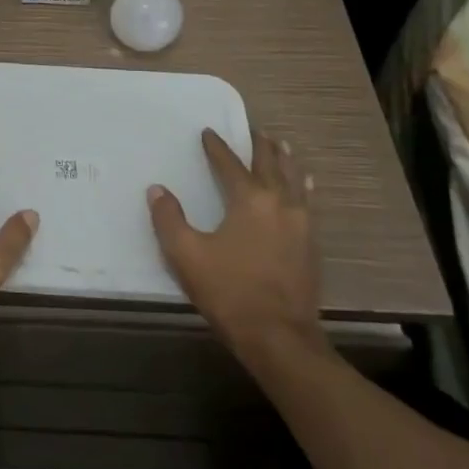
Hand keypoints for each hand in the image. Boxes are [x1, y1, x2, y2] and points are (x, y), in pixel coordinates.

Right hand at [148, 127, 324, 372]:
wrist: (280, 338)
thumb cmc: (230, 292)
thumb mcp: (186, 255)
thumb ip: (168, 219)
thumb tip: (157, 190)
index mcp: (249, 200)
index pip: (230, 164)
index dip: (216, 147)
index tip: (208, 132)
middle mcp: (279, 203)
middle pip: (270, 165)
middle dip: (260, 145)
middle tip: (254, 130)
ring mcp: (301, 225)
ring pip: (295, 181)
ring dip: (286, 161)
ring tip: (282, 146)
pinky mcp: (312, 246)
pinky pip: (308, 203)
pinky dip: (303, 187)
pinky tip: (306, 187)